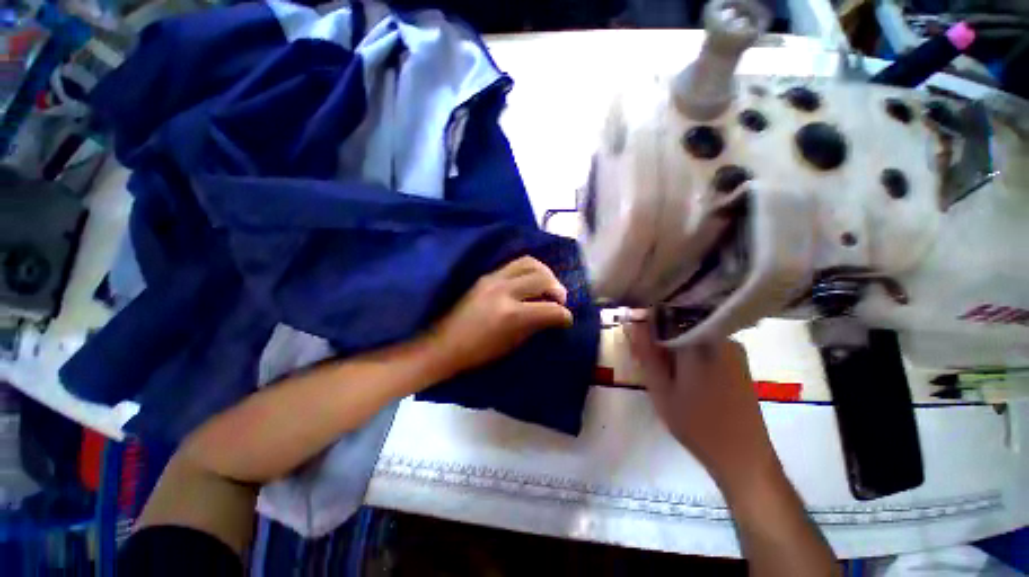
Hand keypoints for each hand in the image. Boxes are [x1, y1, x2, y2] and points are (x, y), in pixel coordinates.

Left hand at [430, 256, 573, 374]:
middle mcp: (504, 290)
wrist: (443, 344)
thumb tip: (552, 315)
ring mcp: (493, 279)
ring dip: (544, 272)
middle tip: (559, 300)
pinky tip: (530, 280)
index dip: (564, 315)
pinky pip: (514, 263)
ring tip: (547, 284)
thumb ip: (535, 325)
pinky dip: (529, 269)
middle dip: (558, 289)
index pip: (550, 309)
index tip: (567, 319)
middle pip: (542, 278)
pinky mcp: (486, 275)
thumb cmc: (478, 353)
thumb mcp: (512, 344)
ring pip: (529, 262)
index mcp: (511, 315)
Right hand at [627, 322, 778, 491]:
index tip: (635, 337)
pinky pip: (705, 346)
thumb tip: (633, 324)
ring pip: (691, 336)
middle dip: (659, 338)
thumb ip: (646, 354)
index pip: (665, 316)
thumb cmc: (697, 425)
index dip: (647, 324)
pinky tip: (683, 378)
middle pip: (679, 325)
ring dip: (673, 347)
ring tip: (663, 372)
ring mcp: (733, 350)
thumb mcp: (661, 390)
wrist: (745, 459)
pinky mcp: (738, 362)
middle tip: (646, 360)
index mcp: (699, 343)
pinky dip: (688, 355)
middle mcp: (720, 339)